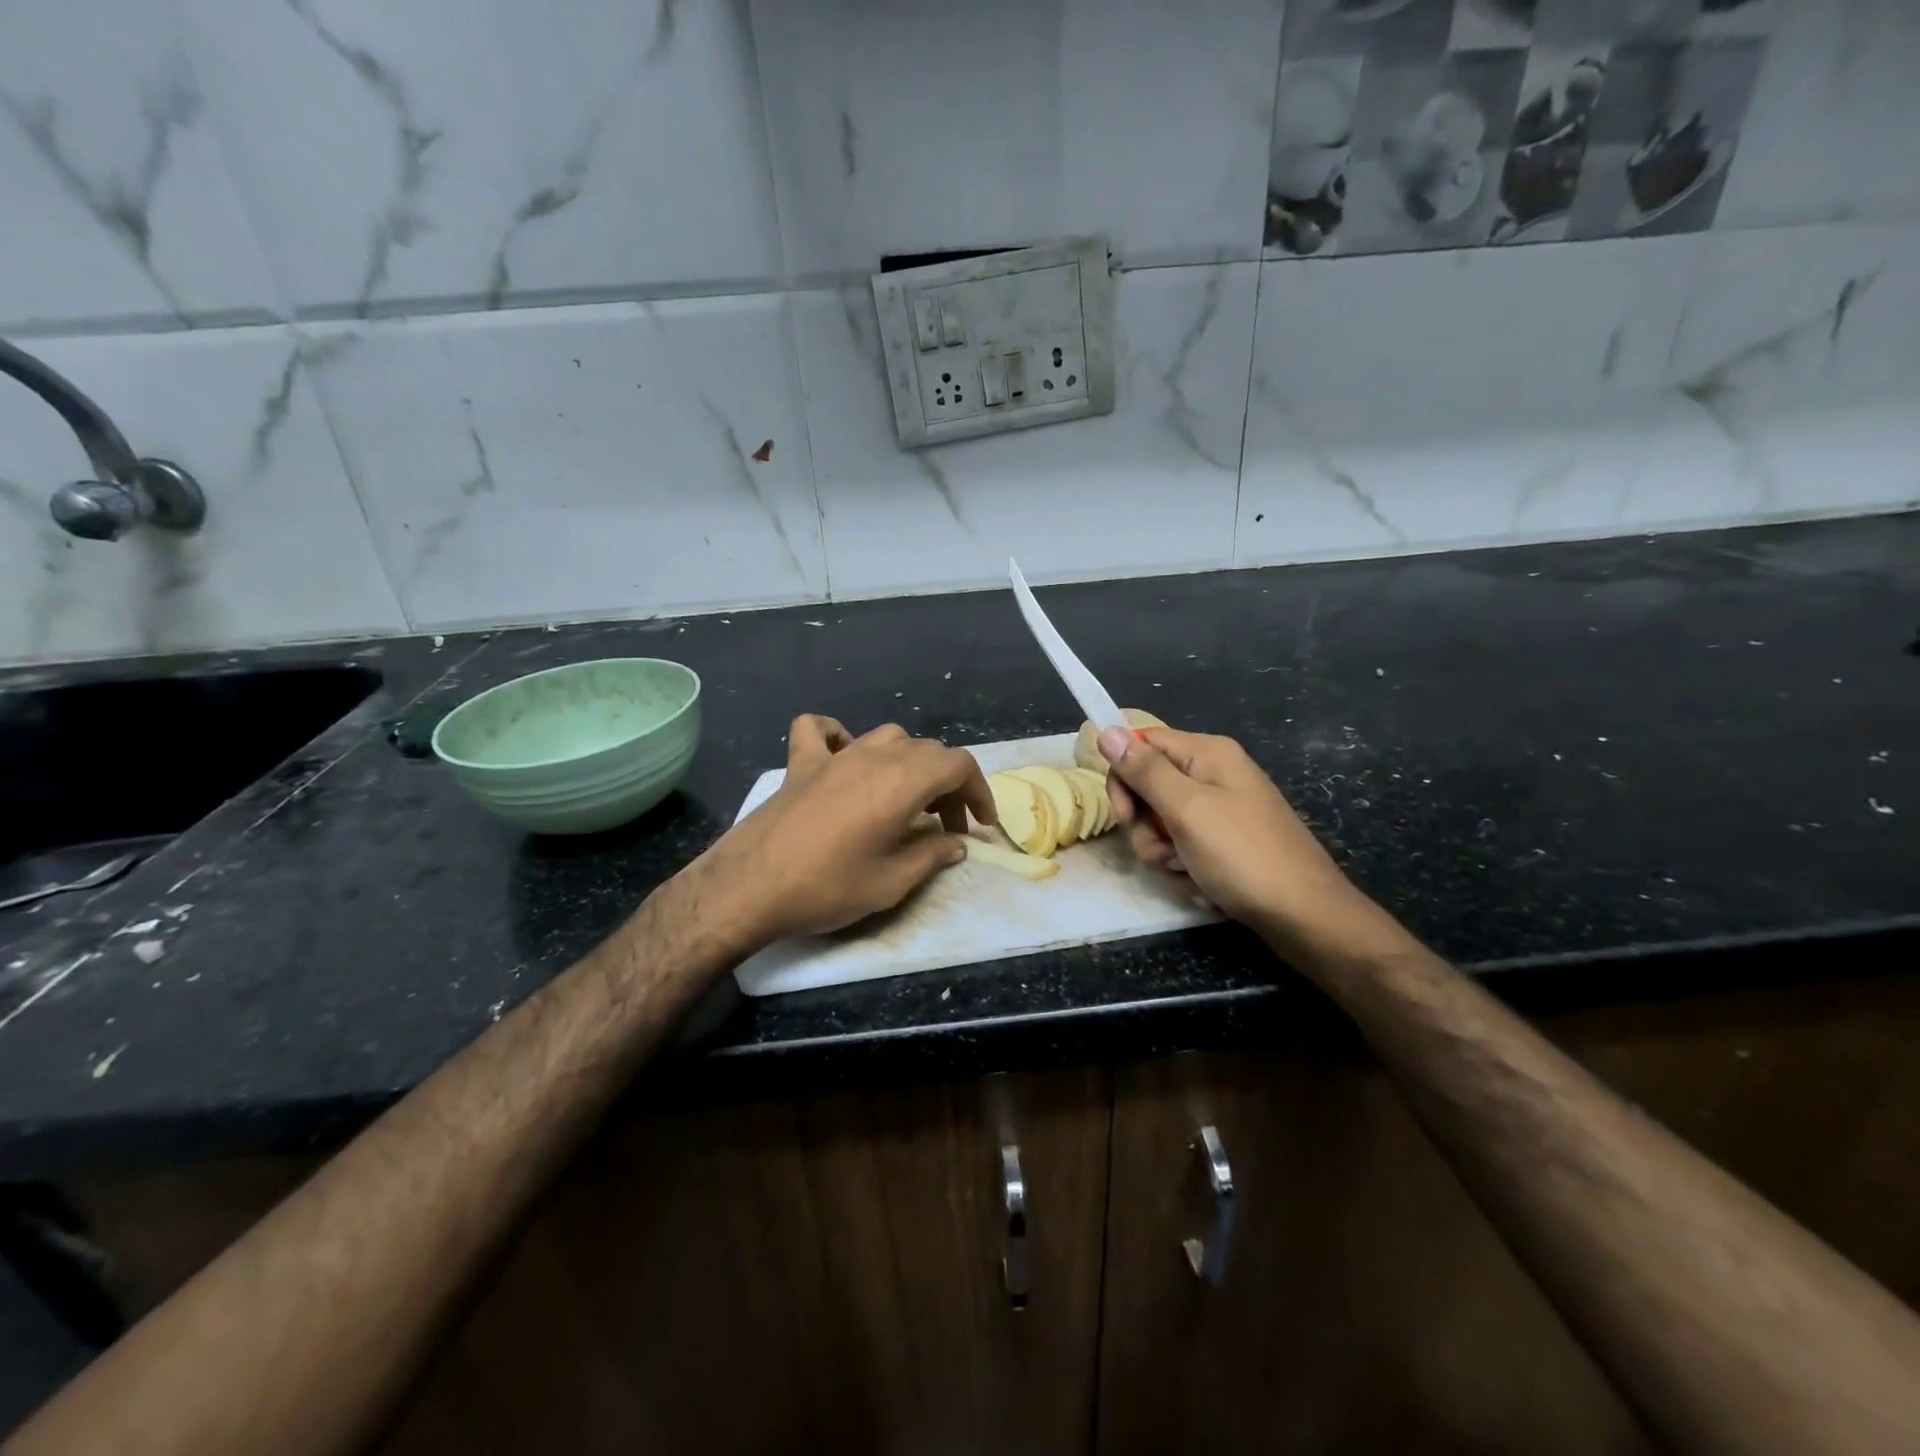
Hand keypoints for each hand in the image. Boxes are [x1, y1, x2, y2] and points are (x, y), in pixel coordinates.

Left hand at [690, 716, 996, 951]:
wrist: (747, 888)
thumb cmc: (826, 888)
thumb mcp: (890, 883)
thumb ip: (930, 857)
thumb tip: (955, 844)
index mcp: (901, 781)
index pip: (958, 765)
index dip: (979, 792)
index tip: (981, 825)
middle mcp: (872, 755)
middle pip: (927, 751)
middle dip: (948, 785)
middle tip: (948, 827)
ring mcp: (834, 755)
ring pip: (887, 737)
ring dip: (908, 763)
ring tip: (908, 799)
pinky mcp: (800, 764)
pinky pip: (822, 731)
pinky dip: (839, 737)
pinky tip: (843, 759)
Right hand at [1098, 724, 1375, 949]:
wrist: (1304, 916)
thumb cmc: (1244, 856)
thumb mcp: (1187, 810)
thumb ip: (1145, 771)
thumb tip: (1107, 730)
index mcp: (1207, 754)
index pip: (1142, 744)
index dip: (1124, 777)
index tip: (1127, 815)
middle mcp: (1213, 775)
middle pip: (1149, 788)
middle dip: (1147, 827)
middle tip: (1166, 850)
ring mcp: (1221, 811)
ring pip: (1162, 825)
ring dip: (1166, 855)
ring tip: (1191, 874)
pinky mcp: (1225, 843)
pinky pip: (1184, 848)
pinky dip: (1186, 870)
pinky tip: (1205, 888)